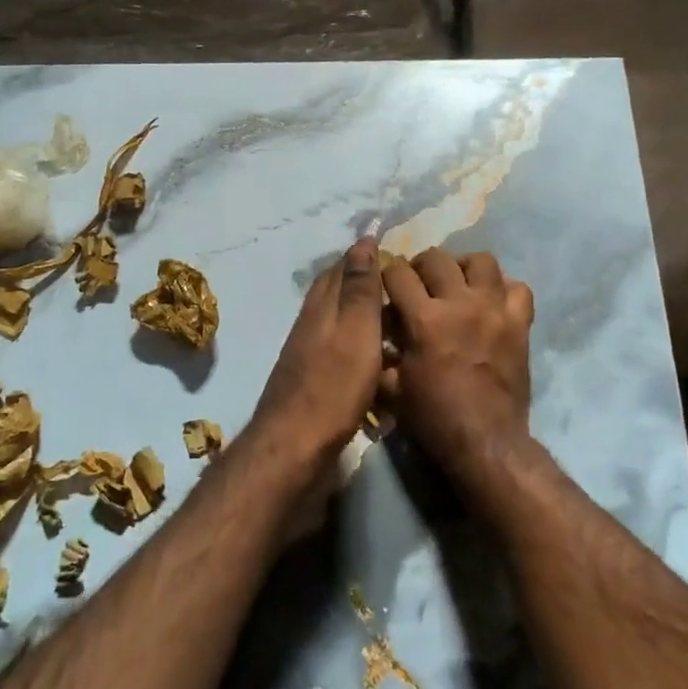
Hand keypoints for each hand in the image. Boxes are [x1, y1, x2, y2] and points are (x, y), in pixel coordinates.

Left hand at [244, 238, 385, 468]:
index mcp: (322, 306)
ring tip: (390, 315)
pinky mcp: (311, 379)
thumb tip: (363, 241)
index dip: (363, 254)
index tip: (388, 244)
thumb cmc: (333, 387)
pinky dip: (355, 341)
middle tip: (393, 278)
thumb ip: (360, 290)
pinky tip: (371, 355)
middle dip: (360, 278)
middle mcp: (310, 323)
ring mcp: (306, 352)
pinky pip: (337, 347)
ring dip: (358, 310)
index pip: (341, 267)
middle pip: (334, 290)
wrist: (294, 446)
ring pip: (335, 319)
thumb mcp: (356, 332)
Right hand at [381, 248, 535, 483]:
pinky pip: (518, 288)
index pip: (398, 273)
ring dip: (464, 267)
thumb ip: (381, 353)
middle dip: (421, 266)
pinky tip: (491, 301)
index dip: (388, 276)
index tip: (388, 287)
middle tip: (420, 283)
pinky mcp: (520, 323)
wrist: (486, 442)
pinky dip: (503, 289)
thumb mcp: (393, 387)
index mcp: (425, 319)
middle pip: (437, 257)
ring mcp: (495, 310)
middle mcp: (460, 304)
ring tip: (457, 283)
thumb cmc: (435, 417)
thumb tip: (373, 333)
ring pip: (481, 261)